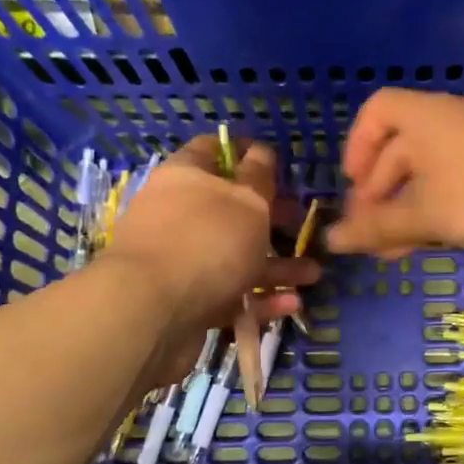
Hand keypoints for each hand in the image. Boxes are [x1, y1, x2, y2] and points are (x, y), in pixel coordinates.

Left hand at [104, 136, 317, 381]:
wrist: (151, 314)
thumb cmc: (207, 242)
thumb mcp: (247, 201)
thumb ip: (259, 177)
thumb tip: (261, 151)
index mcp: (186, 177)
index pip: (213, 149)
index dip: (246, 152)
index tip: (279, 163)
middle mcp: (179, 215)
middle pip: (231, 209)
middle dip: (271, 217)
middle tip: (301, 224)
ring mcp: (182, 261)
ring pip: (236, 257)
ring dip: (276, 265)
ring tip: (313, 275)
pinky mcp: (187, 302)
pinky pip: (230, 294)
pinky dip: (260, 299)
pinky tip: (290, 304)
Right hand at [327, 90, 463, 257]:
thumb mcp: (423, 215)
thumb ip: (376, 227)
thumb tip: (331, 240)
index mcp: (424, 116)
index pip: (376, 111)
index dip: (357, 147)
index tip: (354, 187)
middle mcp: (450, 118)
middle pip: (399, 148)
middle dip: (379, 194)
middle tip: (371, 235)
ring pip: (428, 170)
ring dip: (406, 208)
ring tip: (397, 251)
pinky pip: (455, 178)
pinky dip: (436, 206)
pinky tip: (434, 240)